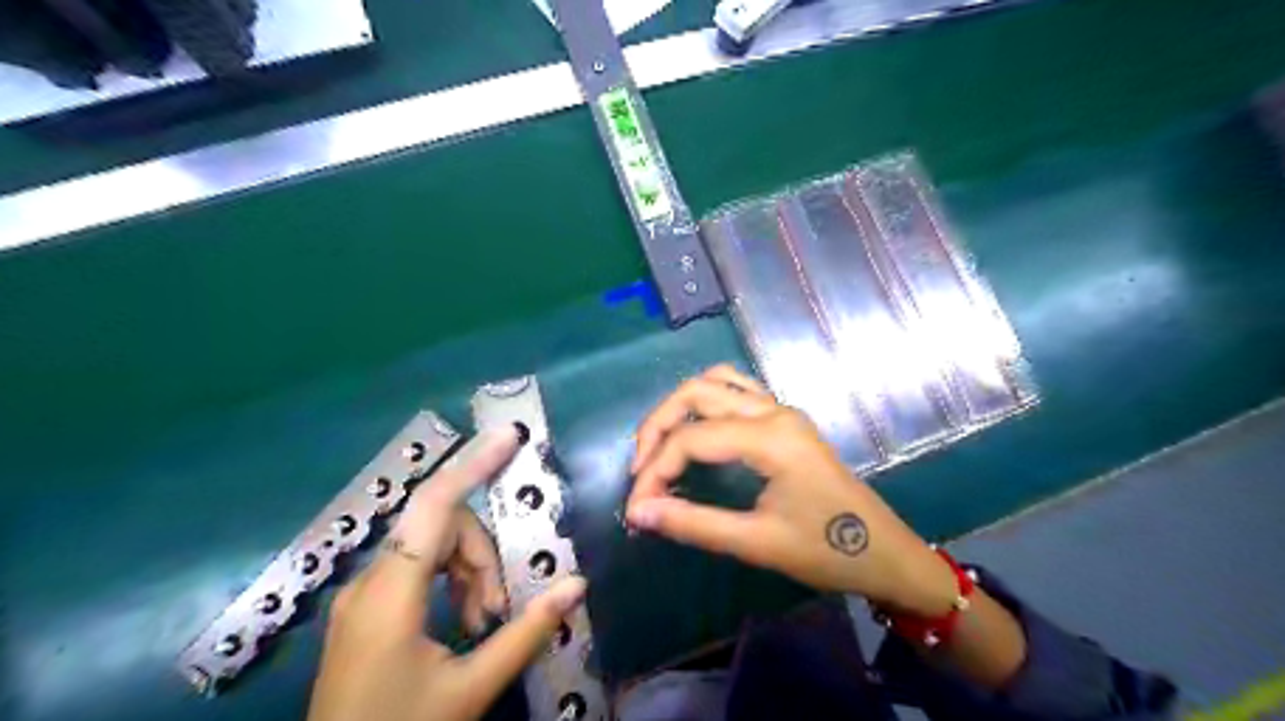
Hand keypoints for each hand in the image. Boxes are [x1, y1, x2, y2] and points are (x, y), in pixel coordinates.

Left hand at [306, 425, 589, 720]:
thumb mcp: (470, 689)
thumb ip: (526, 632)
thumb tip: (577, 584)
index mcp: (390, 595)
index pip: (436, 505)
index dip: (475, 464)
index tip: (510, 437)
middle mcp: (370, 581)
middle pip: (441, 527)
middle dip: (482, 555)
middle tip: (500, 608)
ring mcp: (363, 594)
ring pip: (431, 546)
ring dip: (469, 570)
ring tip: (484, 620)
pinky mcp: (365, 608)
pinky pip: (416, 567)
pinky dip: (449, 580)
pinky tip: (463, 618)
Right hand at [629, 367, 958, 613]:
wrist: (885, 553)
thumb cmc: (826, 552)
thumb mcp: (756, 543)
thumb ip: (692, 523)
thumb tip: (638, 512)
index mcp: (770, 438)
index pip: (691, 439)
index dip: (655, 470)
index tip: (637, 507)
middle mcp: (774, 410)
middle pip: (696, 393)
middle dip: (658, 427)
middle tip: (639, 469)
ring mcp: (781, 409)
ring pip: (715, 382)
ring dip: (680, 408)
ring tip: (660, 447)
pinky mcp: (785, 418)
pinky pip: (736, 389)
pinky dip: (706, 401)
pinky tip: (695, 430)